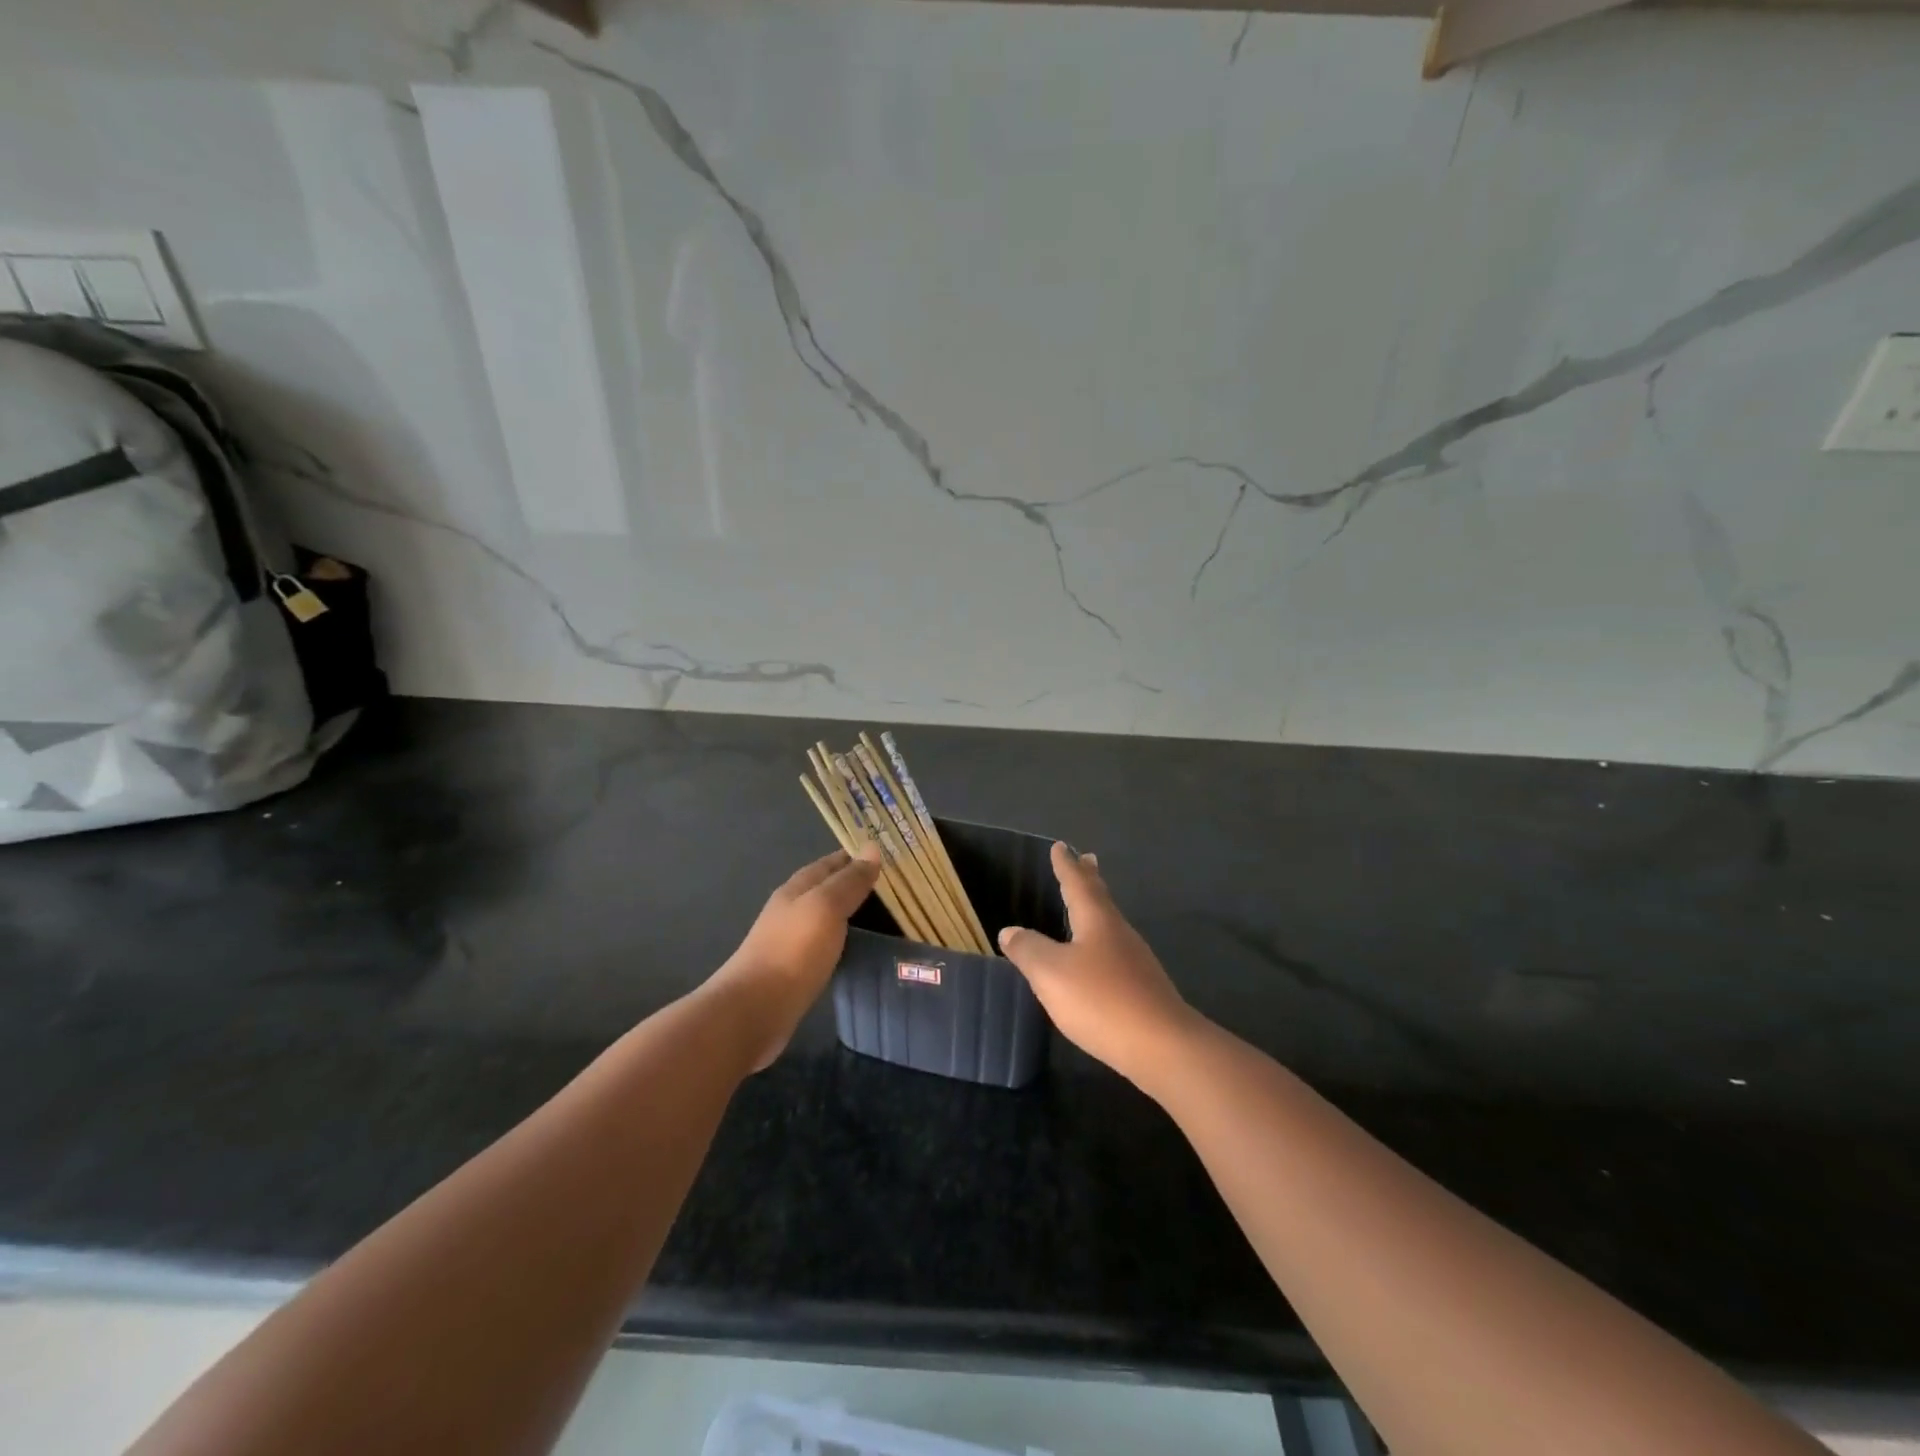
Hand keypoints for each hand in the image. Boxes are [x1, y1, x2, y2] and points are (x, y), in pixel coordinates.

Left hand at [710, 847, 881, 1069]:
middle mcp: (790, 911)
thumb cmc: (793, 951)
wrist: (753, 1010)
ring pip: (824, 918)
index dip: (855, 858)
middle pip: (825, 889)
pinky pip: (823, 945)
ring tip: (882, 917)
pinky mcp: (793, 971)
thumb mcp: (826, 907)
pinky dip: (841, 940)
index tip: (886, 857)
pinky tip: (855, 949)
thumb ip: (849, 881)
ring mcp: (789, 942)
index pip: (829, 863)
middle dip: (853, 885)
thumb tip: (872, 848)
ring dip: (848, 914)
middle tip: (892, 889)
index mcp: (796, 889)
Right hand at [998, 843, 1196, 1086]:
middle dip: (1090, 879)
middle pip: (1101, 898)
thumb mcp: (1051, 973)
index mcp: (1097, 920)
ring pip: (1110, 923)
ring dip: (1098, 907)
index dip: (1066, 865)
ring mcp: (1135, 960)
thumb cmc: (1101, 1000)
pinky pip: (1115, 950)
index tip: (1060, 846)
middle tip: (1088, 859)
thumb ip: (1028, 950)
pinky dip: (1101, 939)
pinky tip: (1097, 957)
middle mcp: (1118, 932)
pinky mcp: (1142, 987)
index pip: (1077, 883)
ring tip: (1088, 904)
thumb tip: (1010, 930)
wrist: (1162, 1046)